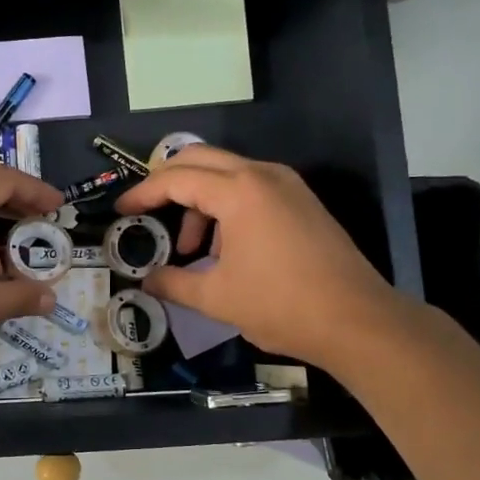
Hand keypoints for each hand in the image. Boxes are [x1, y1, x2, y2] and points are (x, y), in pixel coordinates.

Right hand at [112, 145, 396, 366]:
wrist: (357, 321)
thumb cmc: (280, 305)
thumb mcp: (216, 298)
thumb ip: (173, 283)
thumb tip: (146, 281)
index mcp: (239, 192)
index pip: (177, 179)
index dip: (143, 193)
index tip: (122, 211)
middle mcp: (263, 175)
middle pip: (200, 158)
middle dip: (168, 182)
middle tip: (148, 211)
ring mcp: (287, 186)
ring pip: (228, 173)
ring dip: (201, 200)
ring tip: (194, 250)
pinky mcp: (302, 202)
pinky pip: (252, 188)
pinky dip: (228, 206)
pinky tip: (226, 249)